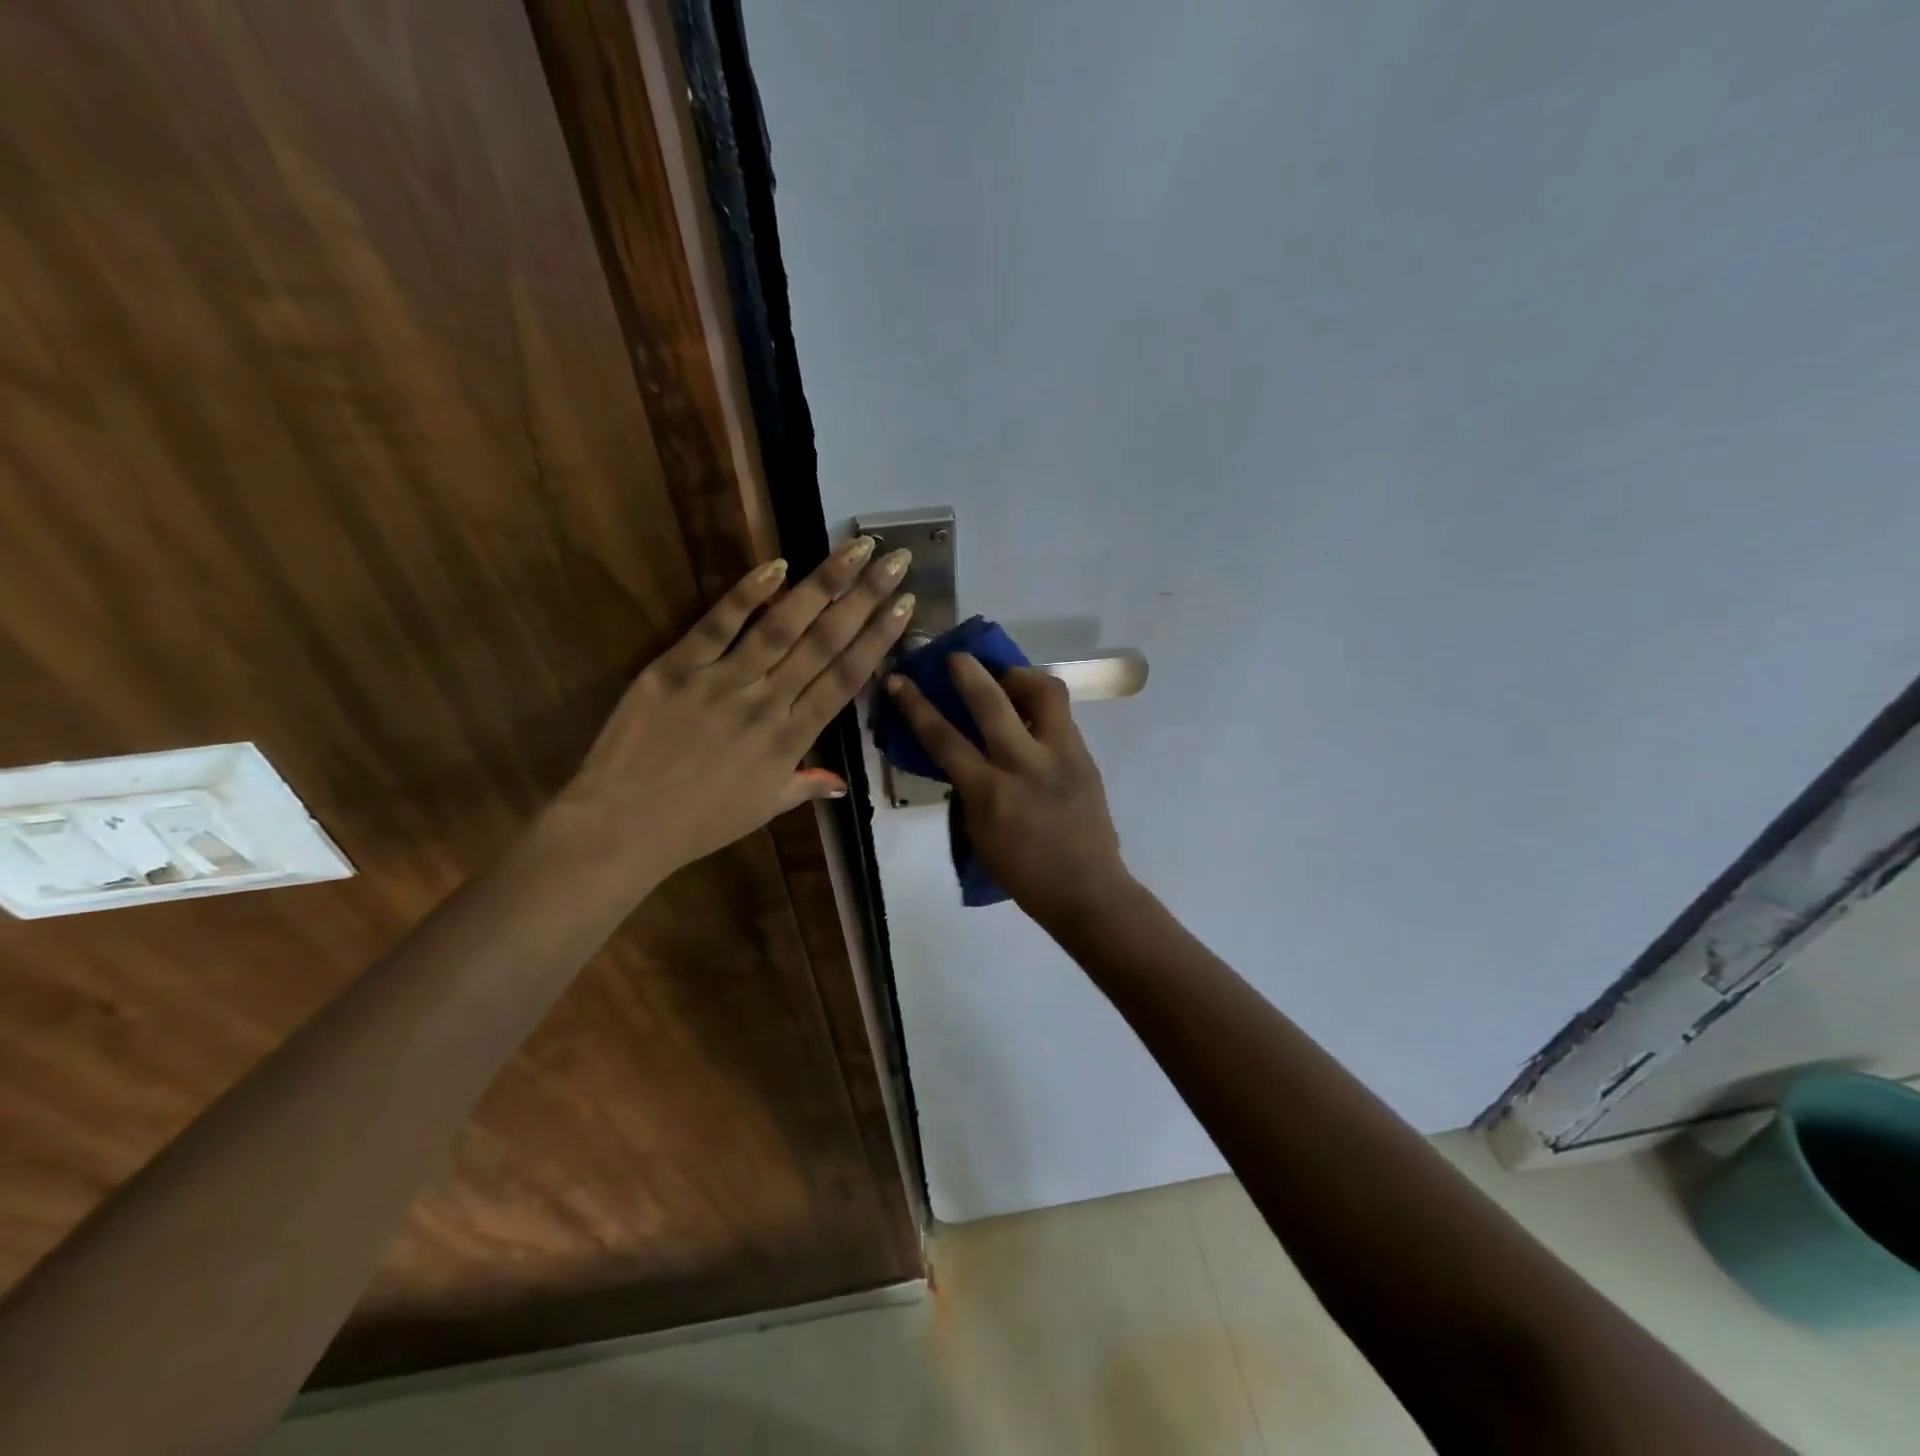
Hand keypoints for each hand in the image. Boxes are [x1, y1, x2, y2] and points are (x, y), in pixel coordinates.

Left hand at [556, 537, 914, 884]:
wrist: (622, 827)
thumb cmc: (698, 824)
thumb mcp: (762, 810)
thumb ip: (804, 786)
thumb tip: (840, 782)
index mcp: (791, 739)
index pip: (845, 679)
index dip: (879, 638)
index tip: (906, 605)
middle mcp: (767, 703)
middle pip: (825, 642)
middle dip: (865, 598)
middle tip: (896, 560)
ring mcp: (721, 681)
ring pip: (782, 626)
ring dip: (822, 584)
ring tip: (855, 550)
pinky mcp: (676, 667)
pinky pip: (716, 625)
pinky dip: (746, 594)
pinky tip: (778, 565)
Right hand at [885, 656, 1134, 923]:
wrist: (1087, 890)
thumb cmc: (1024, 873)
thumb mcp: (979, 833)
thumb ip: (970, 789)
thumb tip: (964, 754)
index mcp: (990, 794)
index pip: (944, 739)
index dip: (916, 705)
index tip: (899, 680)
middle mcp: (1025, 765)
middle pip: (992, 701)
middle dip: (968, 671)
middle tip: (956, 657)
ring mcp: (1061, 755)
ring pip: (1044, 692)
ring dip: (1020, 676)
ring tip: (1006, 678)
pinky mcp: (1085, 755)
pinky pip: (1061, 714)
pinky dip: (1041, 703)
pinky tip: (1031, 709)